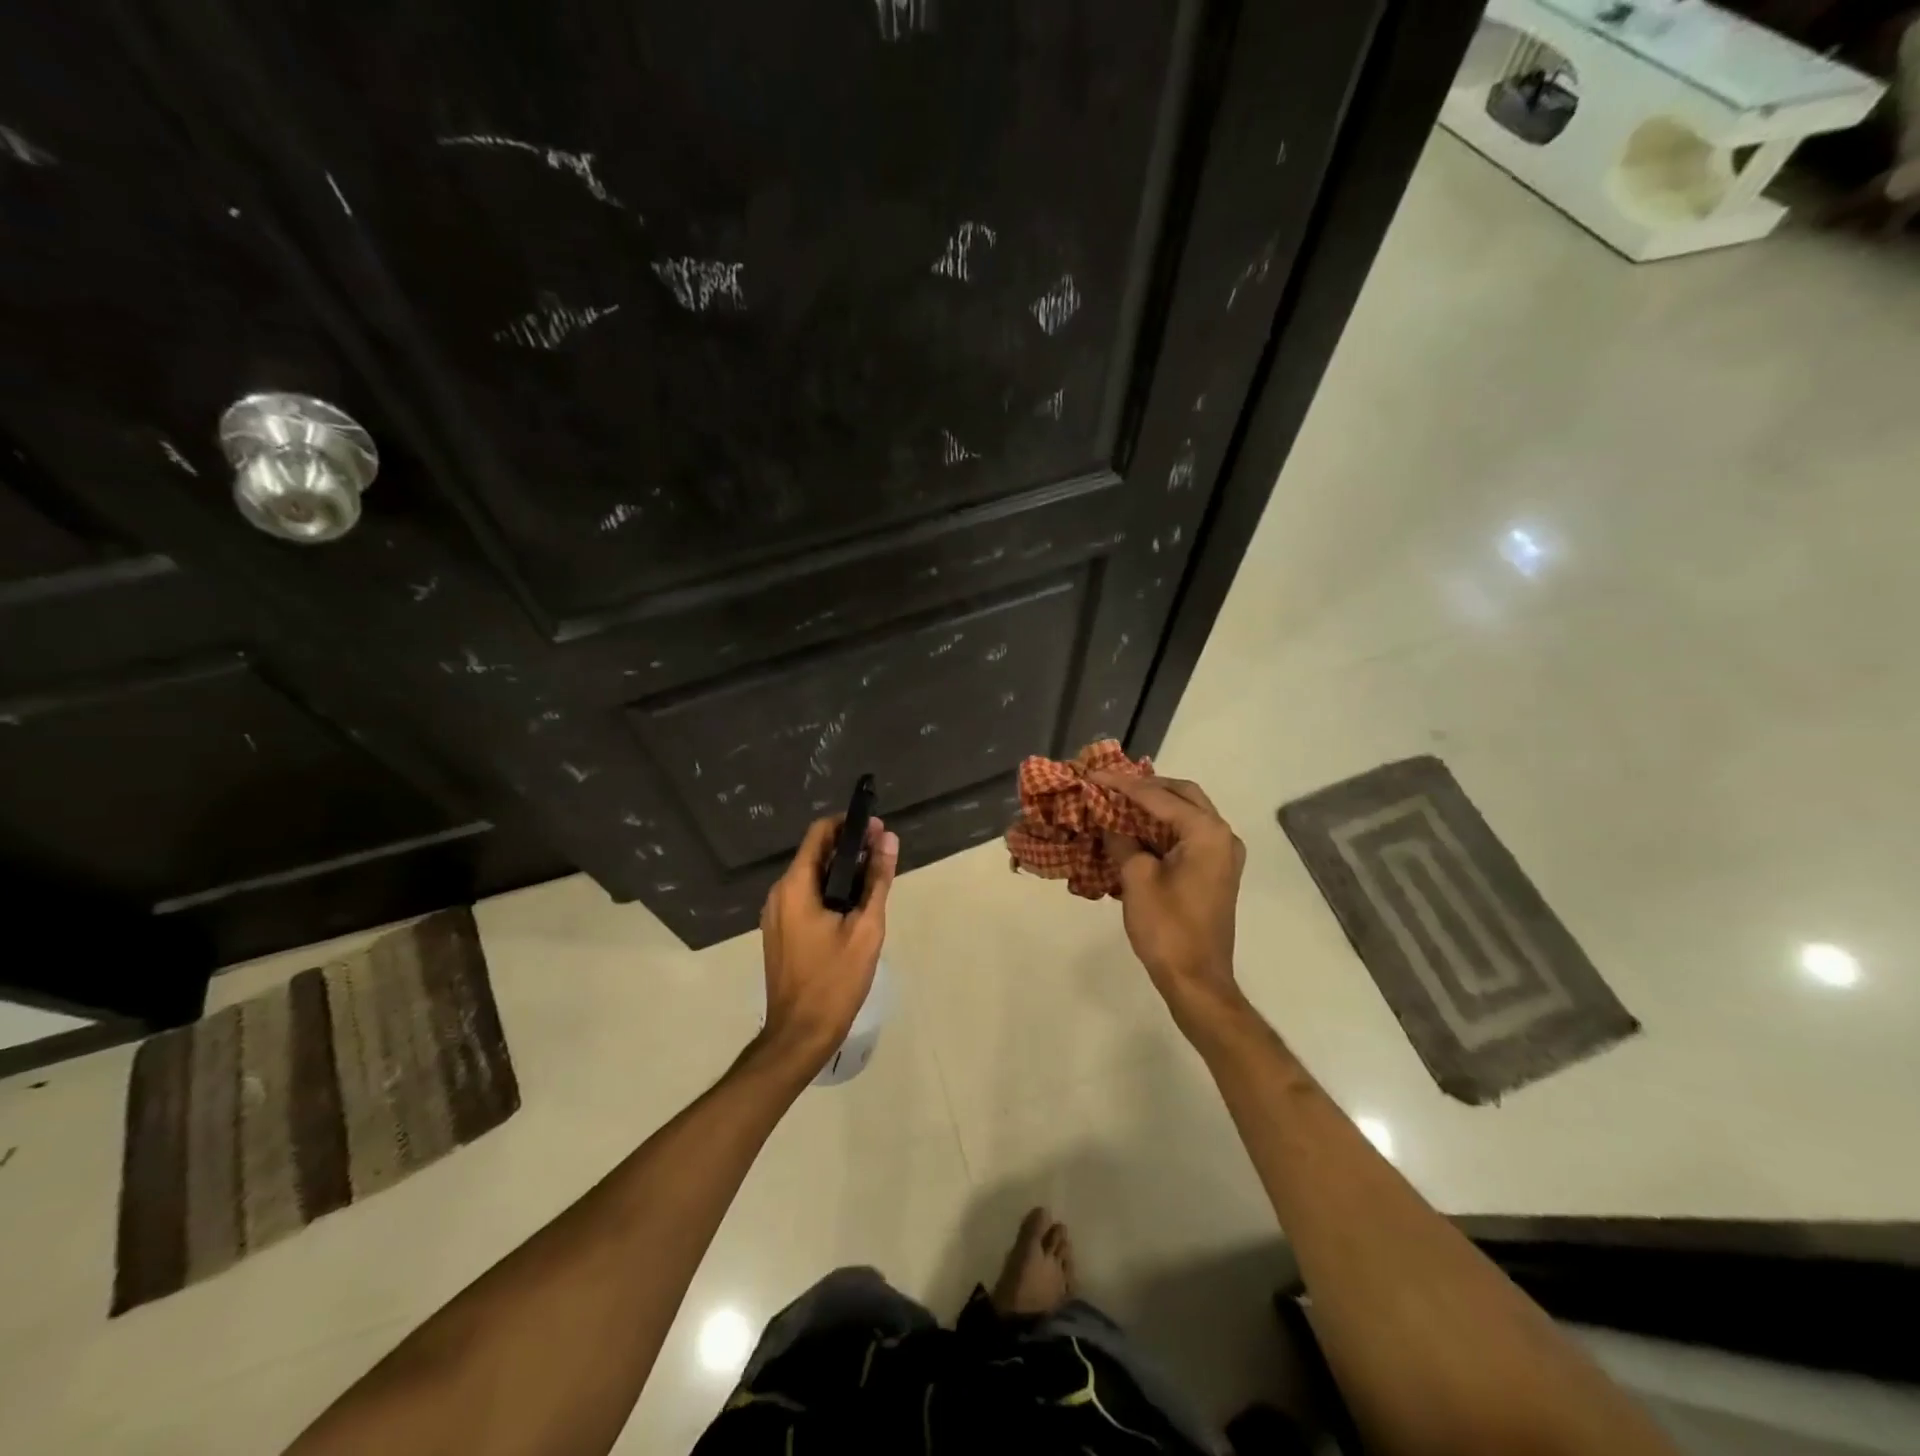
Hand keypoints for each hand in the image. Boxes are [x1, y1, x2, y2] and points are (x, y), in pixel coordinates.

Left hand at [756, 814, 898, 1072]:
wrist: (800, 1034)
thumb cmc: (835, 980)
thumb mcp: (866, 929)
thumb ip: (878, 880)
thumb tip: (889, 839)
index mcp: (795, 887)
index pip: (819, 833)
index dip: (849, 824)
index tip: (878, 828)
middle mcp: (779, 893)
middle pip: (815, 854)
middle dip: (850, 847)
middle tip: (884, 852)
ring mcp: (776, 914)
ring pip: (811, 877)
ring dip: (841, 870)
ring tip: (875, 877)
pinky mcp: (780, 931)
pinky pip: (805, 897)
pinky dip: (829, 891)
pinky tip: (854, 905)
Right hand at [1091, 771, 1246, 1033]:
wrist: (1197, 980)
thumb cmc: (1167, 929)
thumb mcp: (1137, 879)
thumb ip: (1123, 842)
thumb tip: (1111, 824)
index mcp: (1206, 832)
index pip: (1158, 796)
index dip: (1122, 784)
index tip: (1093, 775)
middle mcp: (1221, 835)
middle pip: (1182, 794)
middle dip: (1146, 786)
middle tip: (1111, 784)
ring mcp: (1222, 854)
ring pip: (1187, 813)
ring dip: (1155, 805)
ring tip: (1118, 801)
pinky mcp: (1215, 871)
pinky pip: (1189, 834)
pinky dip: (1163, 826)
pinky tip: (1135, 829)